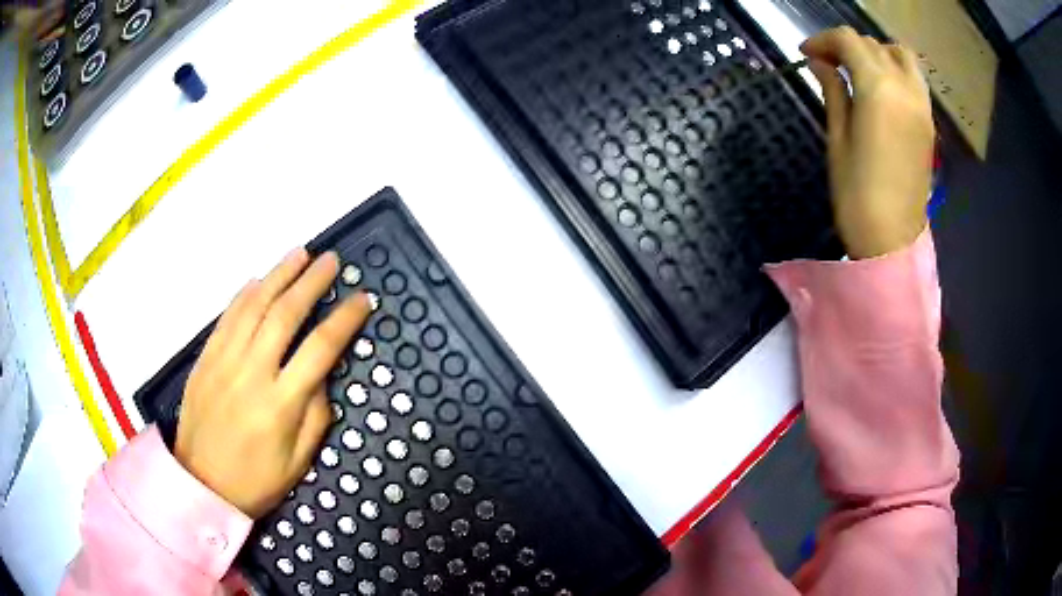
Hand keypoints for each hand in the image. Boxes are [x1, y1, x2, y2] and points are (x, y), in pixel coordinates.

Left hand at [175, 249, 370, 517]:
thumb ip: (316, 413)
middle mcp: (252, 373)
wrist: (201, 485)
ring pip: (254, 306)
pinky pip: (226, 317)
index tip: (362, 299)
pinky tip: (258, 279)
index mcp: (281, 404)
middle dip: (312, 282)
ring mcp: (224, 361)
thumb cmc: (257, 480)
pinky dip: (244, 294)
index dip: (345, 319)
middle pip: (286, 314)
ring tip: (300, 254)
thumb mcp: (299, 460)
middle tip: (331, 260)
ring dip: (279, 275)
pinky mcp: (205, 358)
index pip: (321, 348)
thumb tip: (322, 372)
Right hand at [802, 27, 934, 258]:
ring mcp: (922, 106)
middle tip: (826, 63)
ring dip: (876, 52)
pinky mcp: (928, 122)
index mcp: (879, 89)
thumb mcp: (837, 137)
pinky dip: (895, 70)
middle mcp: (905, 88)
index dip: (823, 40)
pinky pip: (914, 78)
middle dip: (846, 46)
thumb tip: (821, 62)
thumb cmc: (857, 194)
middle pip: (873, 45)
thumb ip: (833, 91)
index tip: (806, 54)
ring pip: (900, 55)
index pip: (849, 41)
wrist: (892, 241)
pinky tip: (881, 87)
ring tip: (859, 69)